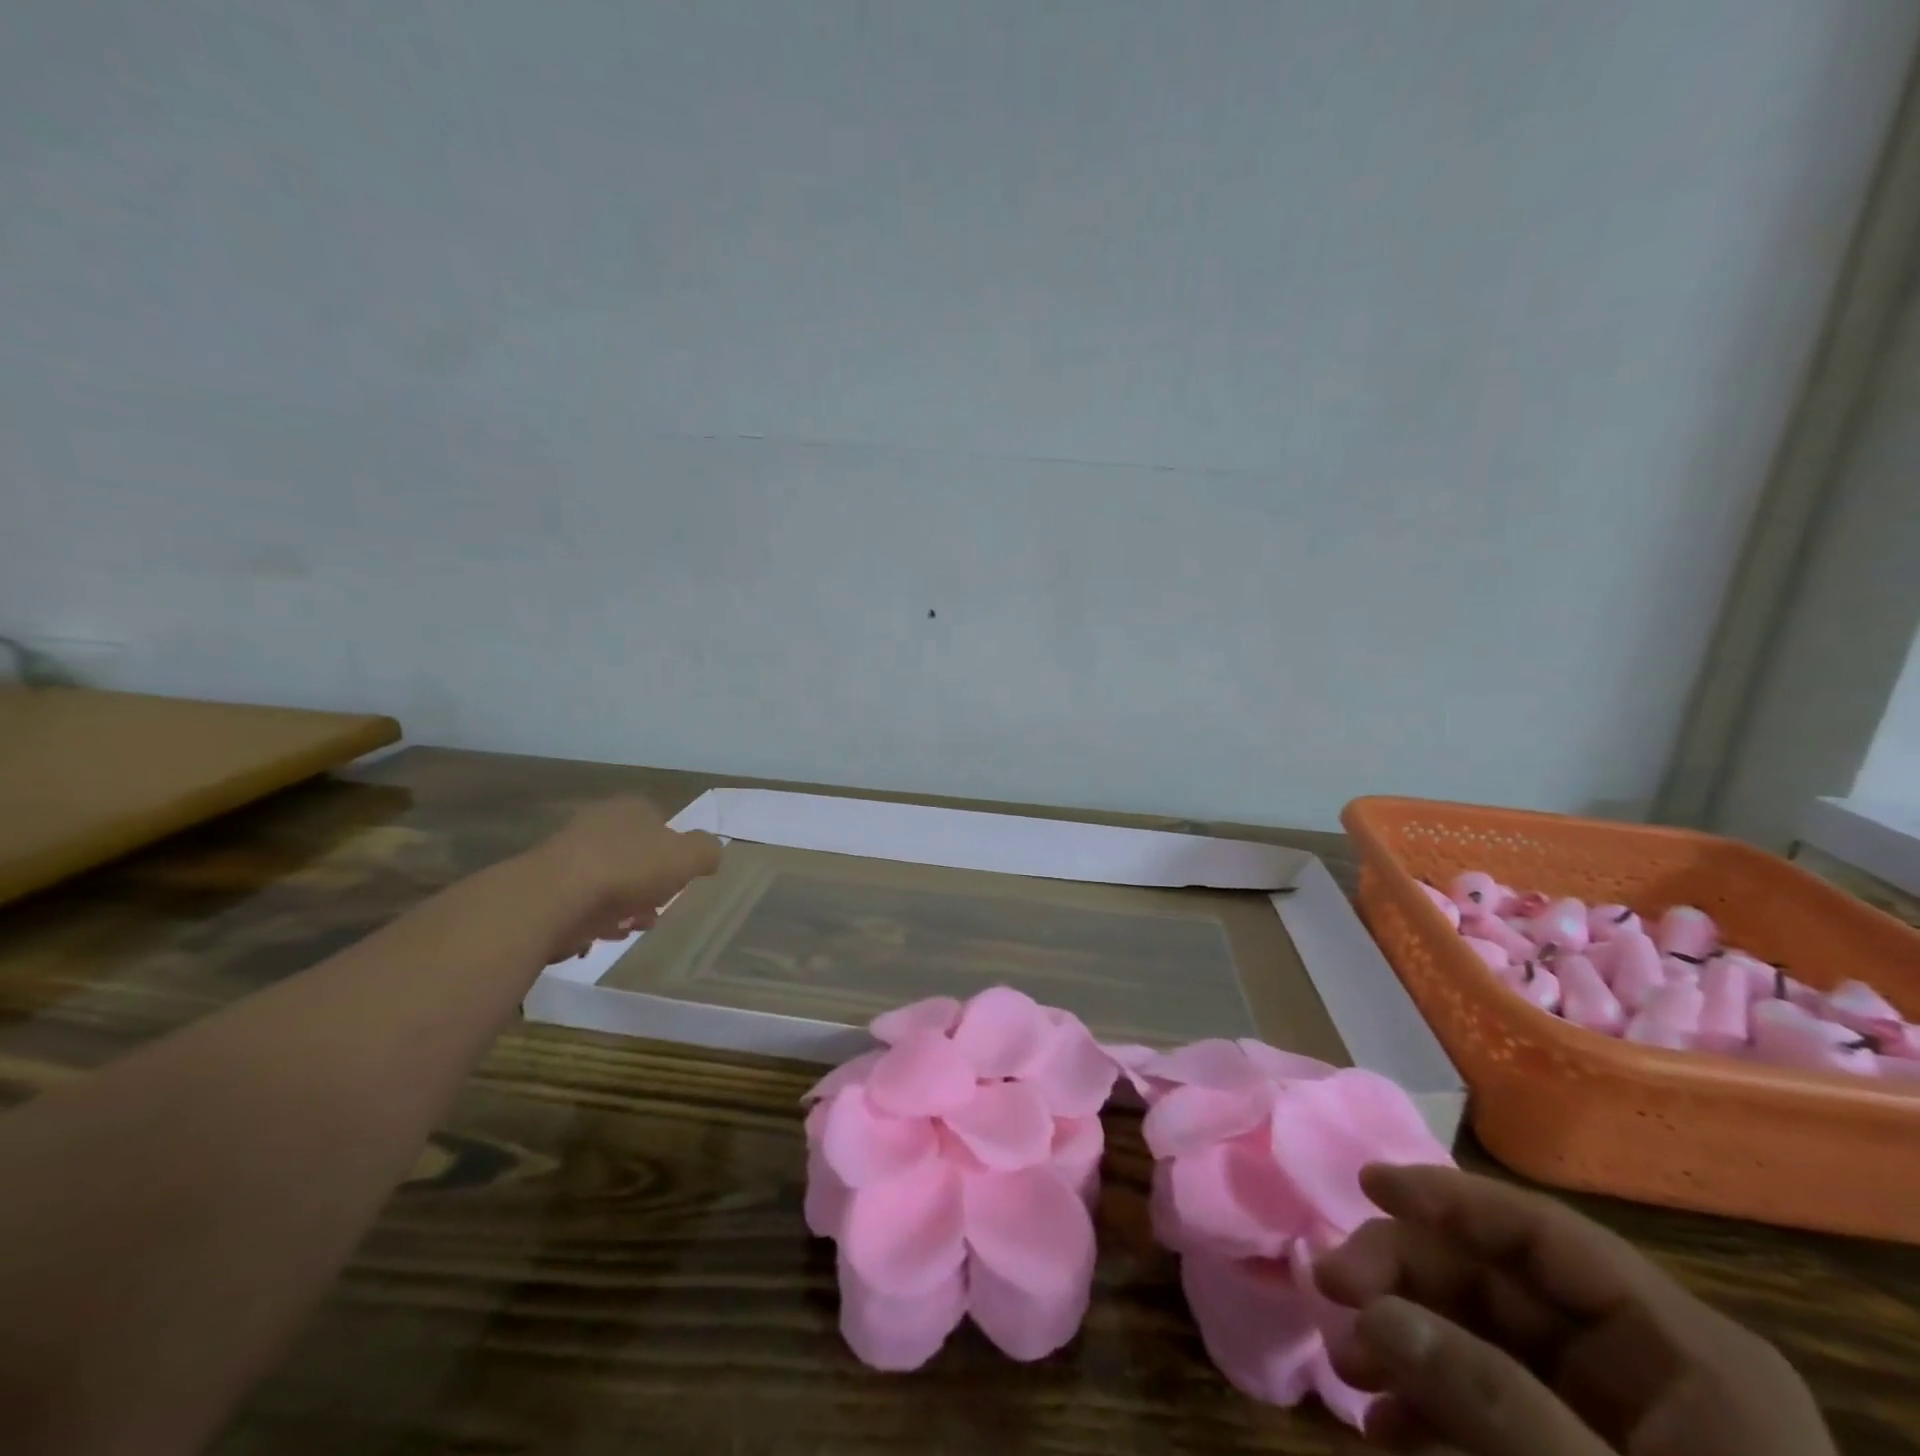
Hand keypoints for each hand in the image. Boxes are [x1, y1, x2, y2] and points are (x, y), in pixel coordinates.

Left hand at [523, 798, 723, 962]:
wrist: (551, 900)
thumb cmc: (627, 870)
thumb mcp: (688, 857)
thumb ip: (706, 851)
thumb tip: (710, 853)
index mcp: (632, 809)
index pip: (661, 823)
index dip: (674, 853)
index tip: (680, 881)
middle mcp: (597, 823)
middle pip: (633, 854)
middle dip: (648, 884)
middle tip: (657, 910)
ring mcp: (566, 854)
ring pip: (606, 880)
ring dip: (621, 905)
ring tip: (630, 929)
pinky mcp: (543, 887)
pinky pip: (578, 904)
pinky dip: (592, 919)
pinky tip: (600, 937)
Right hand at [1313, 1164, 1835, 1455]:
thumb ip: (1494, 1402)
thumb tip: (1373, 1310)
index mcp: (1683, 1349)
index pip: (1543, 1232)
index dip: (1449, 1197)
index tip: (1365, 1184)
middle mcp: (1645, 1362)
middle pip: (1496, 1277)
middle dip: (1405, 1278)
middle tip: (1330, 1288)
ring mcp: (1613, 1413)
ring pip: (1480, 1333)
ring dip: (1404, 1338)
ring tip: (1347, 1368)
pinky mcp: (1581, 1453)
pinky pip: (1490, 1398)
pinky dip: (1430, 1402)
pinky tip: (1385, 1424)